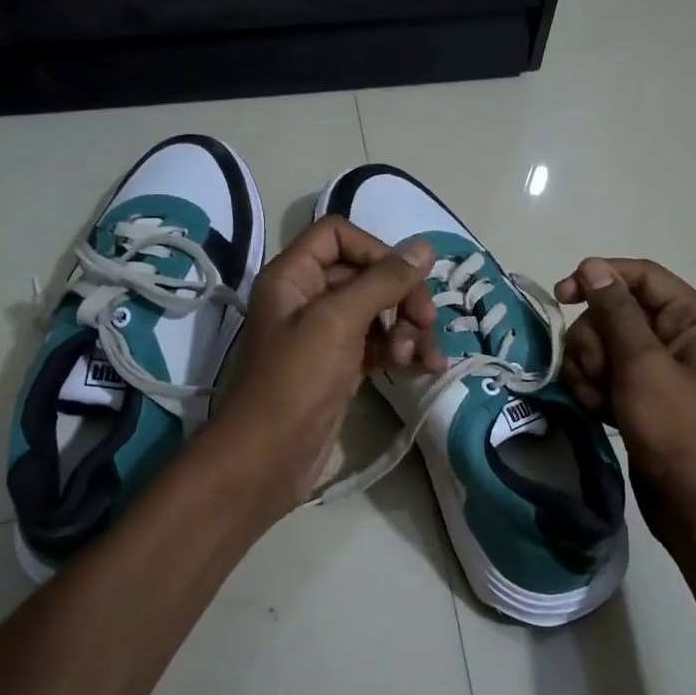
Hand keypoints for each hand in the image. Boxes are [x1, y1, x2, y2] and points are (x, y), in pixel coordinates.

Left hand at [204, 216, 443, 519]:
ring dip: (408, 328)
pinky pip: (379, 344)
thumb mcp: (338, 322)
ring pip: (379, 312)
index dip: (376, 250)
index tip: (405, 279)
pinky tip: (423, 368)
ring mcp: (325, 335)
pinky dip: (403, 351)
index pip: (338, 235)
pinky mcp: (341, 367)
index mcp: (293, 276)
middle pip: (366, 275)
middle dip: (402, 297)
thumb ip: (383, 281)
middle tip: (427, 324)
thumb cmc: (296, 382)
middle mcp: (308, 298)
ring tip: (421, 357)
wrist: (268, 459)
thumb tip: (425, 248)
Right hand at [555, 258, 695, 549]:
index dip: (599, 279)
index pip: (641, 276)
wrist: (695, 505)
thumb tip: (593, 267)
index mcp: (695, 319)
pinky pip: (605, 375)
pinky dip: (595, 391)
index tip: (560, 296)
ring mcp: (658, 369)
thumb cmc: (677, 430)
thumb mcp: (644, 365)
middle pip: (615, 313)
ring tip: (600, 400)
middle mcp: (679, 337)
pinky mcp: (641, 397)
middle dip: (595, 342)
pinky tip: (598, 412)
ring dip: (590, 370)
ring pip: (603, 345)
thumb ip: (616, 312)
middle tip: (598, 373)